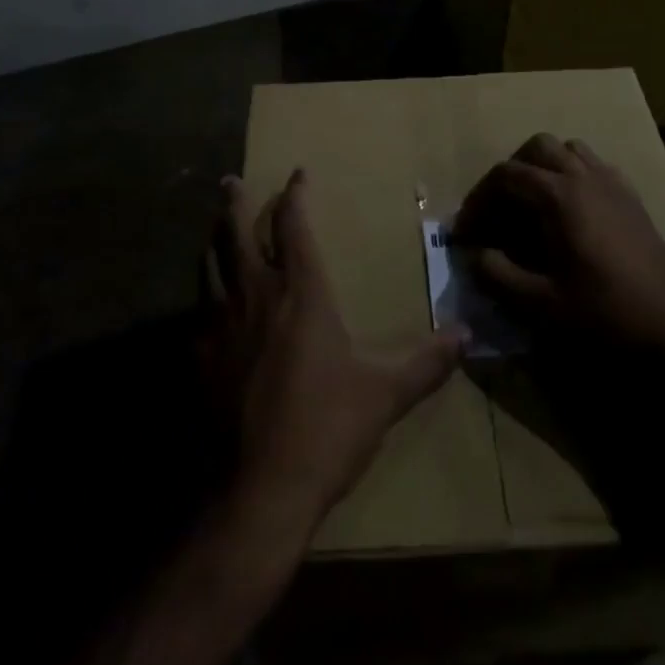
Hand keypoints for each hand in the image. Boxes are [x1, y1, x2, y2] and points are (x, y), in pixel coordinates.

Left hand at [207, 170, 463, 527]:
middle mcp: (256, 295)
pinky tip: (208, 305)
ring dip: (214, 241)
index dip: (295, 195)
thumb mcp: (385, 394)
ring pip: (211, 264)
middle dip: (235, 201)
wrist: (258, 490)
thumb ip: (426, 362)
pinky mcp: (199, 358)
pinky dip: (205, 294)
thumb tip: (466, 336)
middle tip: (230, 180)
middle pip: (236, 232)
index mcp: (301, 292)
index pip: (294, 225)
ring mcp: (221, 324)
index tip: (297, 174)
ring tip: (216, 231)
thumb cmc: (326, 428)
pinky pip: (198, 310)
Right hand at [453, 134, 664, 356]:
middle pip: (537, 148)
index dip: (479, 199)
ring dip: (544, 168)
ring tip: (532, 206)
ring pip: (569, 150)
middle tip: (498, 210)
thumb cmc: (605, 317)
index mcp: (560, 196)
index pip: (506, 175)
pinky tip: (572, 214)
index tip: (464, 231)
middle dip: (511, 172)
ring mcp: (613, 184)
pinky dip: (574, 176)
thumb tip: (475, 255)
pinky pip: (596, 167)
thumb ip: (499, 275)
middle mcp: (585, 177)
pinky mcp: (633, 200)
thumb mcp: (541, 305)